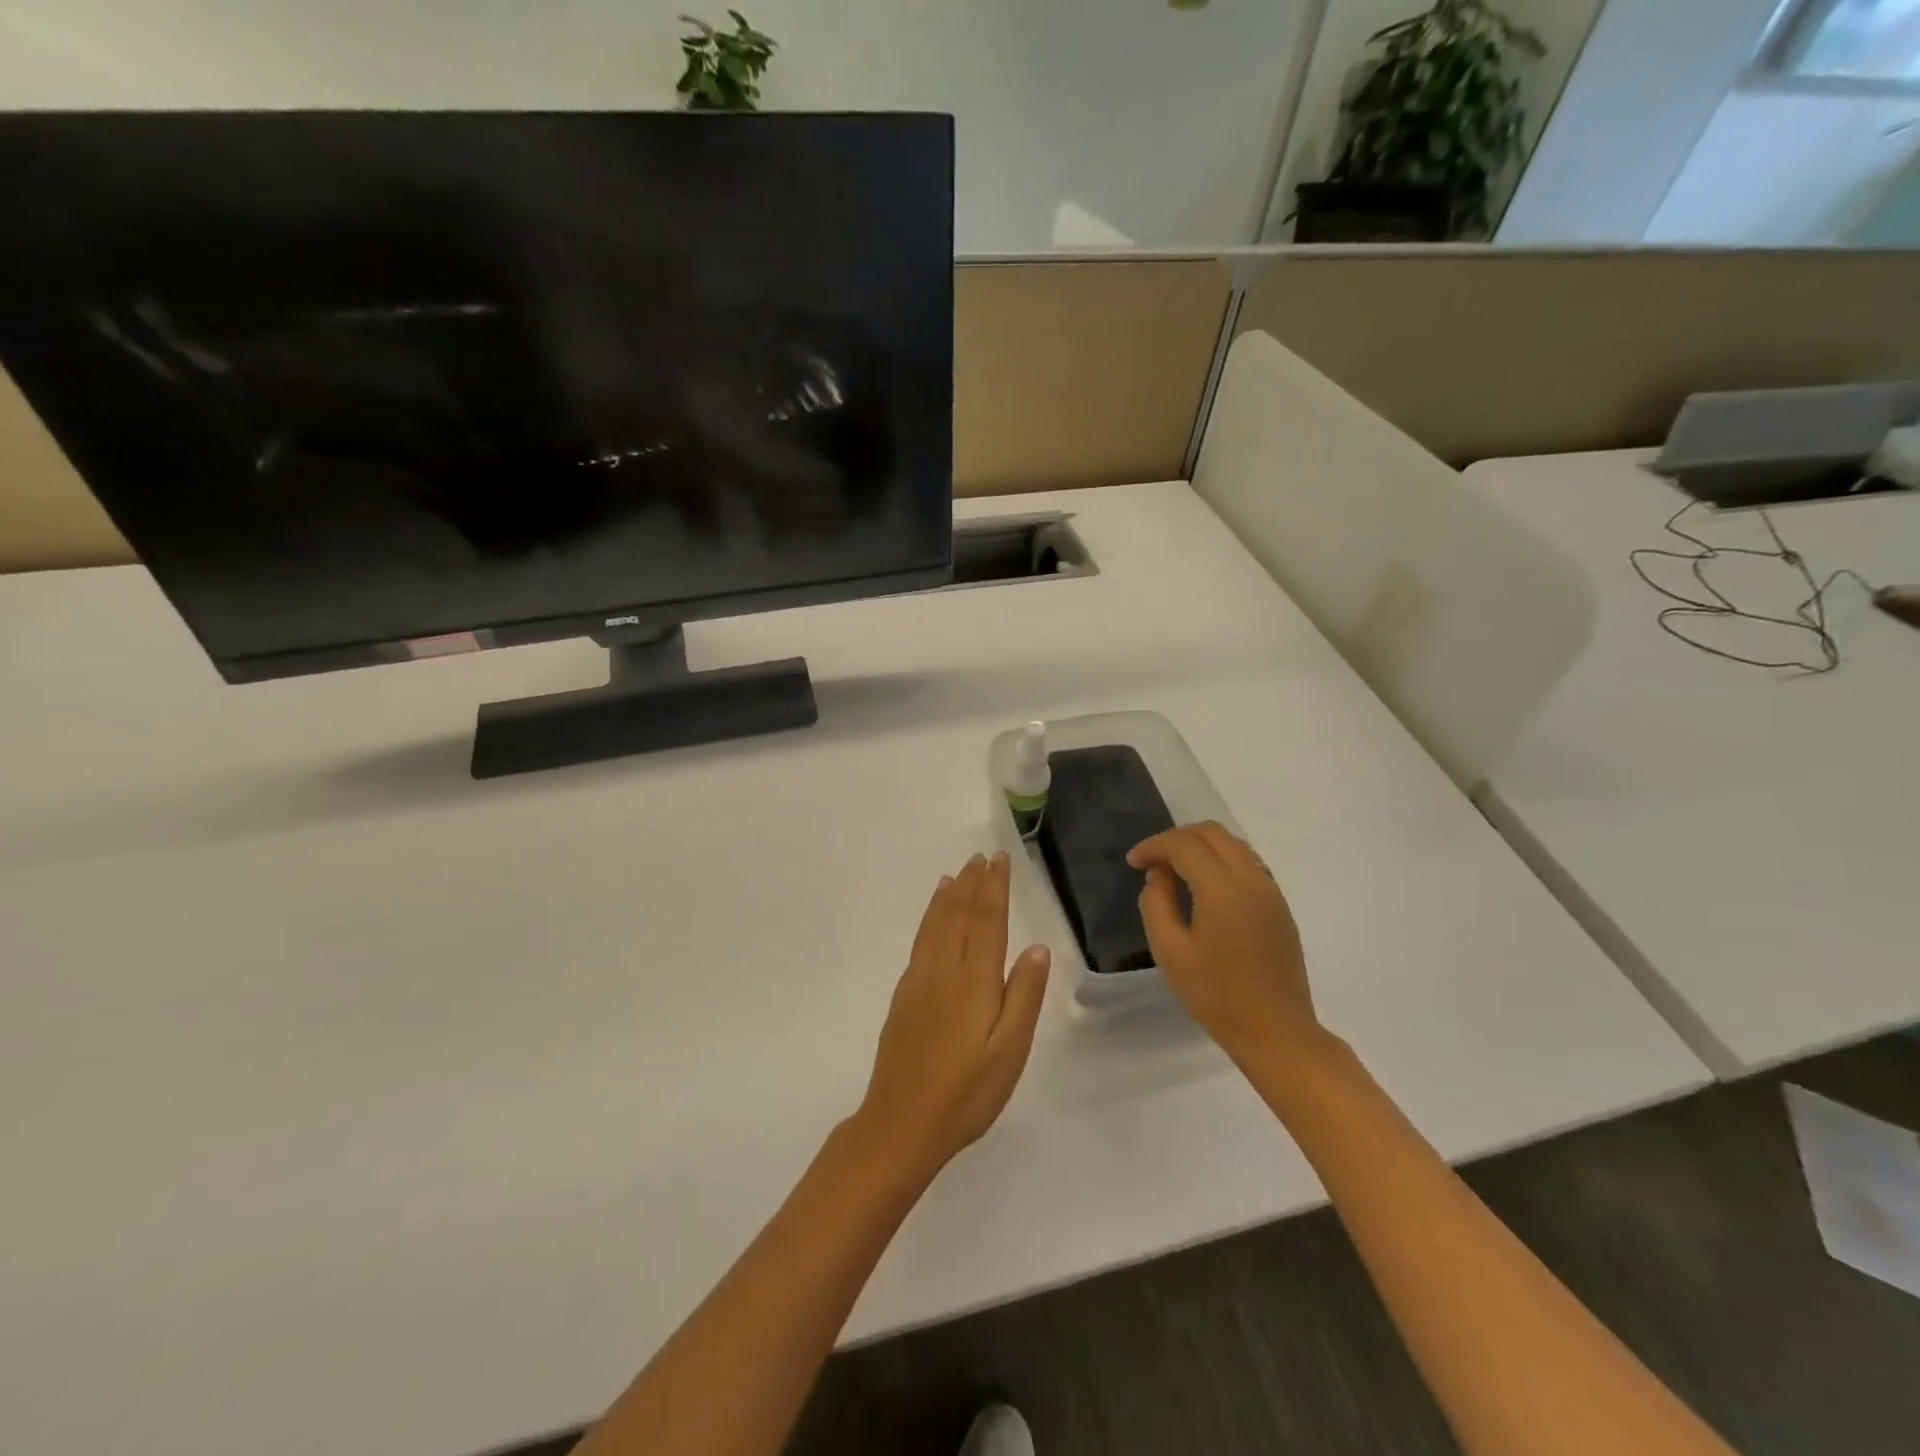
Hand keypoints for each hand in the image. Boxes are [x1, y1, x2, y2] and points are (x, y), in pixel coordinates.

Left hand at [852, 852, 1050, 1179]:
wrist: (900, 1124)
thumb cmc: (966, 1093)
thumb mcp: (1009, 1053)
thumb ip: (1023, 997)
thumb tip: (1036, 947)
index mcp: (974, 982)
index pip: (986, 921)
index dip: (994, 887)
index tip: (1000, 860)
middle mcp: (943, 971)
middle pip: (958, 915)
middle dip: (972, 883)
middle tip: (981, 857)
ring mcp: (918, 981)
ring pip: (935, 925)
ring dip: (948, 896)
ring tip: (956, 874)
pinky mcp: (903, 996)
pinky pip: (920, 941)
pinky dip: (929, 918)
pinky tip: (932, 918)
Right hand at [1128, 822, 1327, 1065]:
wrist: (1277, 1032)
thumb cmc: (1216, 996)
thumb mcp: (1170, 952)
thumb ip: (1156, 904)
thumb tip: (1159, 876)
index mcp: (1223, 889)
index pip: (1183, 845)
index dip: (1154, 846)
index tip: (1133, 863)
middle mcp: (1252, 879)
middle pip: (1211, 832)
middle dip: (1176, 838)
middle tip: (1153, 862)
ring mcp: (1271, 891)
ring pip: (1233, 844)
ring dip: (1200, 846)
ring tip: (1175, 871)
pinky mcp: (1280, 905)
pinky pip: (1248, 863)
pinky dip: (1221, 860)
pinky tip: (1205, 887)